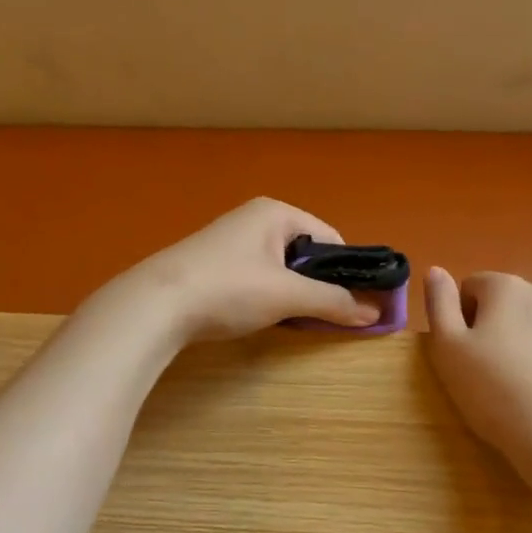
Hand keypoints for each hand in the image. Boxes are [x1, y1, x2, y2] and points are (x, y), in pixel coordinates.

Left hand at [104, 198, 381, 344]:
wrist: (155, 304)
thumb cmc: (229, 288)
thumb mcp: (288, 296)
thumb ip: (333, 302)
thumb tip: (376, 314)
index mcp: (277, 212)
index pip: (330, 238)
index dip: (346, 271)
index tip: (353, 304)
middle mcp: (255, 218)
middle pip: (305, 253)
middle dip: (317, 285)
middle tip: (322, 316)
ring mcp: (230, 239)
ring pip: (280, 267)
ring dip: (292, 293)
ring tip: (291, 320)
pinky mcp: (212, 263)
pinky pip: (256, 276)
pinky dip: (266, 296)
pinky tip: (258, 317)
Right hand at [424, 268, 531, 472]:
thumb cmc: (496, 396)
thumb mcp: (448, 352)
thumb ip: (439, 304)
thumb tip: (436, 270)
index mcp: (505, 289)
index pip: (477, 289)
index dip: (470, 320)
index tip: (476, 355)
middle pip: (519, 301)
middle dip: (511, 325)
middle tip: (509, 372)